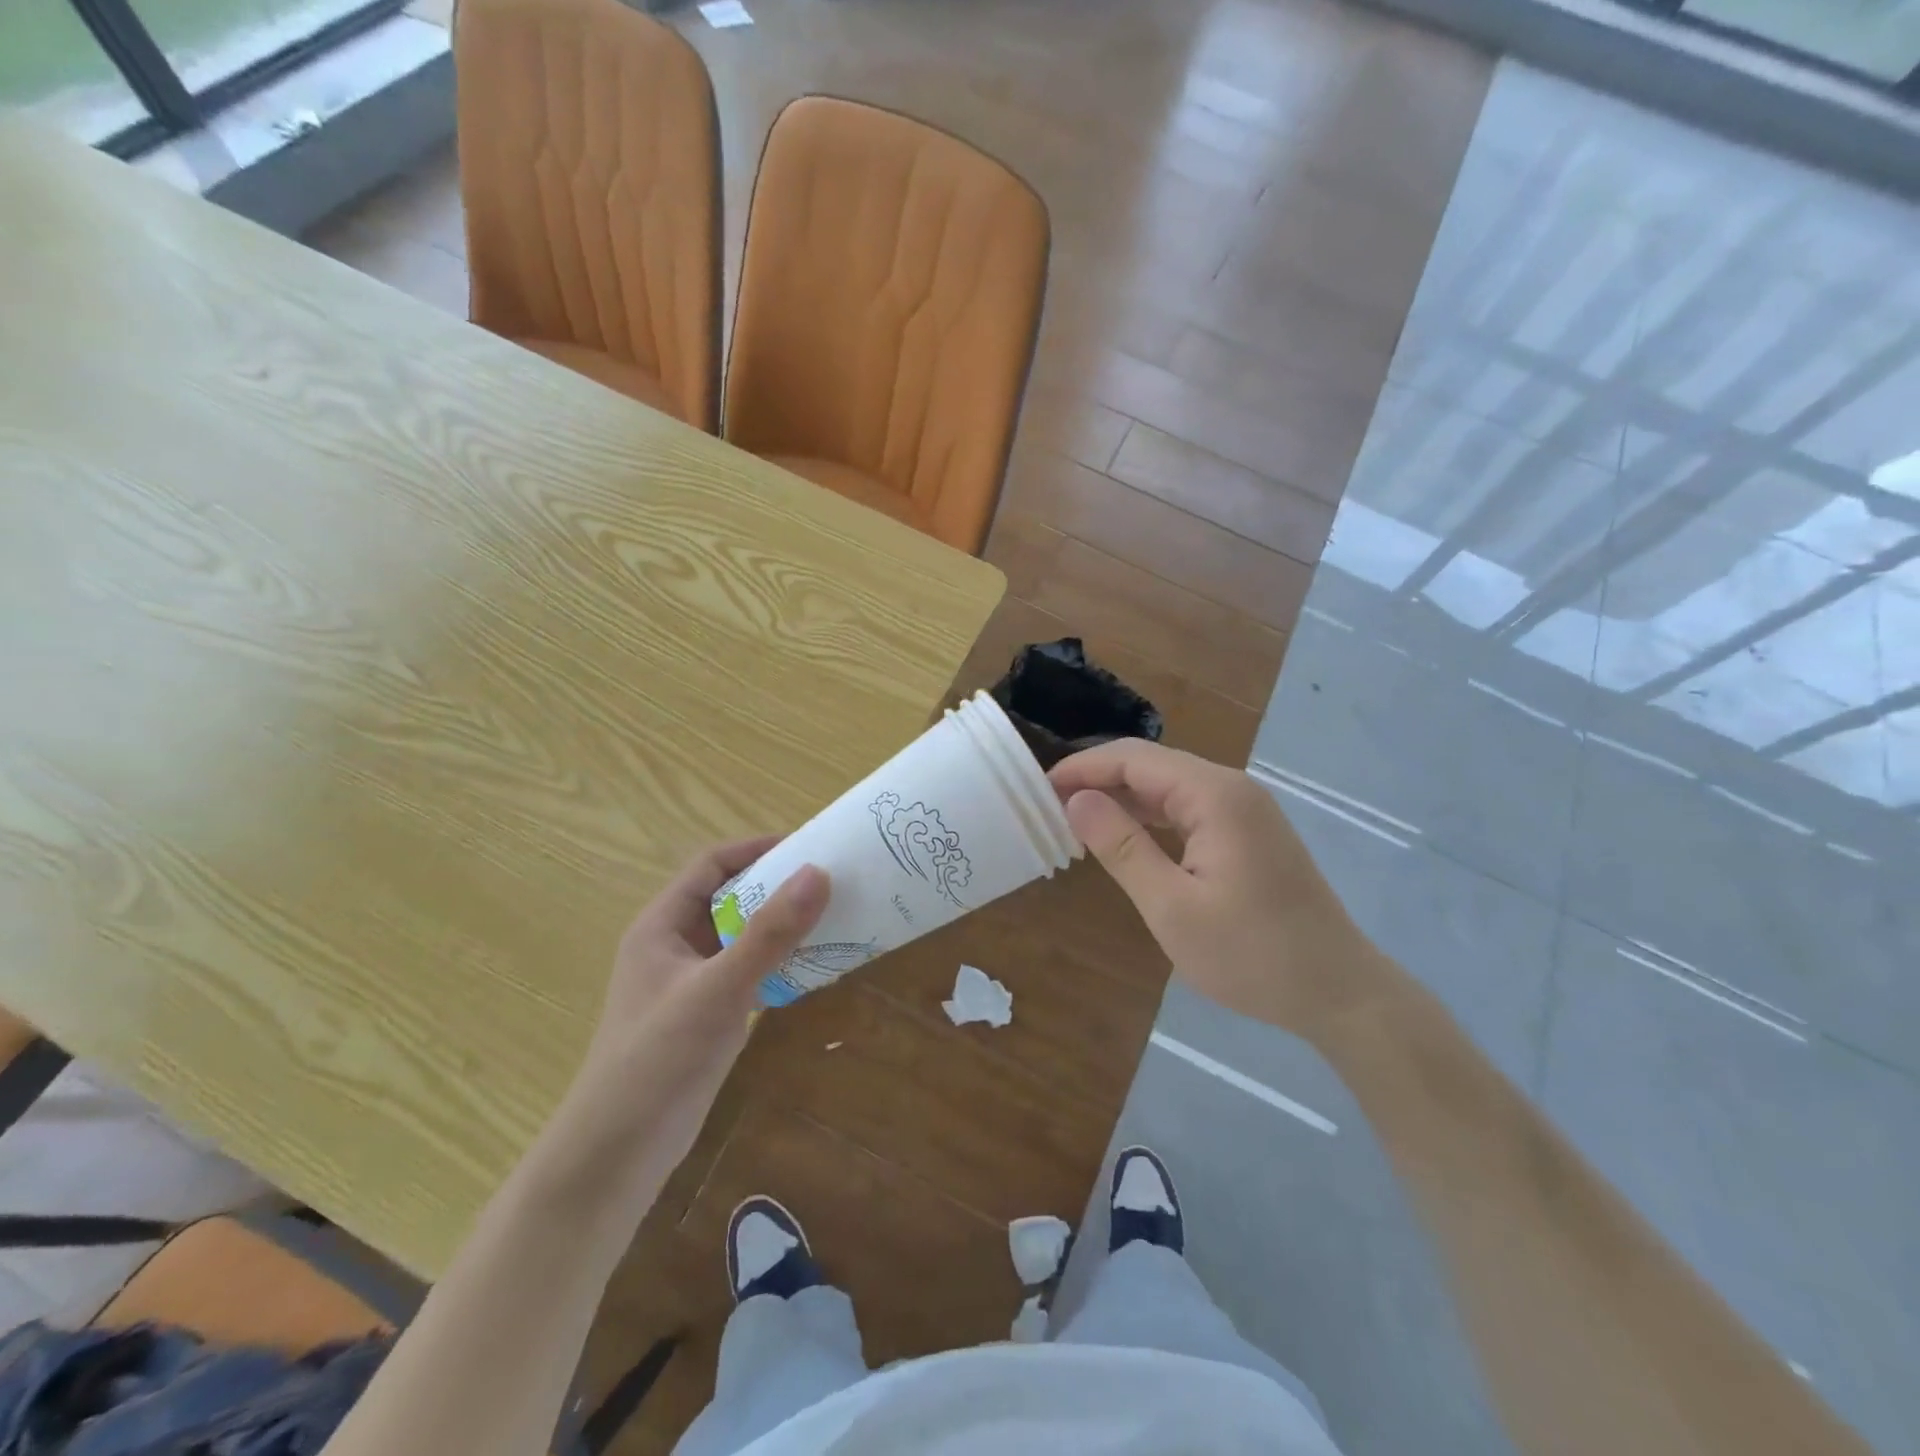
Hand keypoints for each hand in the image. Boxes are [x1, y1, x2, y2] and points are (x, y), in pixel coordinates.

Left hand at [552, 839, 827, 1198]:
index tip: (809, 847)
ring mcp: (692, 982)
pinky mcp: (707, 1015)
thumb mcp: (717, 990)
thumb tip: (819, 873)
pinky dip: (779, 962)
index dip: (756, 849)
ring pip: (743, 936)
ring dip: (782, 925)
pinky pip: (749, 971)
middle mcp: (676, 945)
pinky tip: (815, 967)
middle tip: (832, 882)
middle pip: (731, 898)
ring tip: (834, 917)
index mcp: (662, 925)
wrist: (616, 1156)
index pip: (711, 865)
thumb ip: (769, 934)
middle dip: (778, 886)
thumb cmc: (656, 1060)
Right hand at [1049, 741, 1396, 1037]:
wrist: (1338, 991)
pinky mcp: (1249, 832)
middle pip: (1151, 765)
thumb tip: (1076, 801)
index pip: (1133, 759)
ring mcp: (1245, 809)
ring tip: (1075, 821)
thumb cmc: (1252, 955)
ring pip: (1169, 786)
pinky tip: (1125, 837)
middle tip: (1049, 808)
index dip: (1082, 769)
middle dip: (1098, 780)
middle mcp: (1232, 788)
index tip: (1038, 790)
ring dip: (1122, 798)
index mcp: (1214, 795)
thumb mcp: (1172, 907)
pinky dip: (1150, 817)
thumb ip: (1122, 848)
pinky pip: (1188, 808)